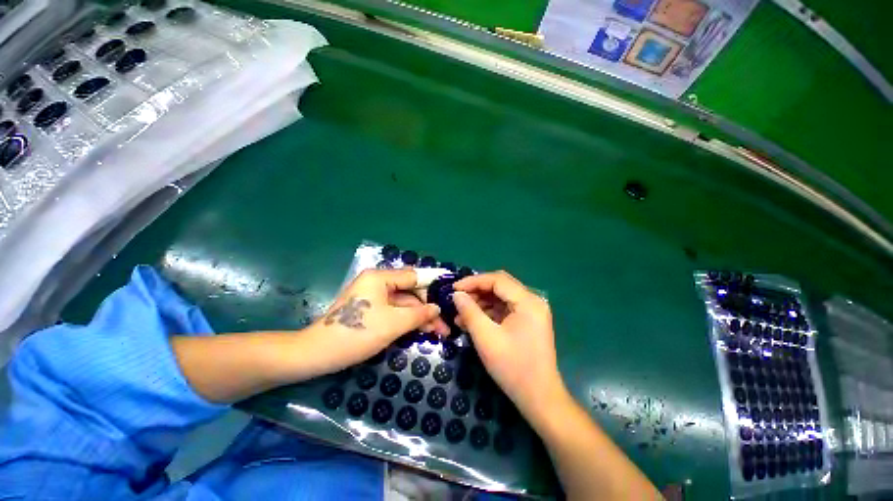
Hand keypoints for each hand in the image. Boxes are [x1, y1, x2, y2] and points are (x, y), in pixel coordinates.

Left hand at [308, 268, 449, 374]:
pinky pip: (394, 311)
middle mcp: (377, 283)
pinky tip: (422, 330)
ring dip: (419, 316)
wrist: (317, 354)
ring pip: (403, 304)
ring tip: (438, 332)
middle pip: (409, 291)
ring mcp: (373, 297)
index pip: (413, 277)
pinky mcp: (370, 310)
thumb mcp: (394, 323)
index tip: (449, 296)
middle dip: (427, 308)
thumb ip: (419, 314)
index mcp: (379, 277)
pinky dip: (407, 320)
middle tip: (444, 325)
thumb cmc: (357, 333)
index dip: (432, 286)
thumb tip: (437, 308)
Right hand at [452, 271, 566, 419]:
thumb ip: (469, 312)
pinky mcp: (527, 322)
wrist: (539, 399)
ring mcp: (531, 312)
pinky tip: (472, 322)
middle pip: (500, 286)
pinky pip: (504, 310)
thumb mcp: (486, 338)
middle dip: (476, 291)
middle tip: (457, 300)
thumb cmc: (513, 367)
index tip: (454, 289)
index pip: (497, 280)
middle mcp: (532, 301)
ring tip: (460, 315)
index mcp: (527, 301)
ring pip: (500, 297)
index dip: (473, 281)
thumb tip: (456, 294)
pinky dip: (488, 313)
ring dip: (480, 303)